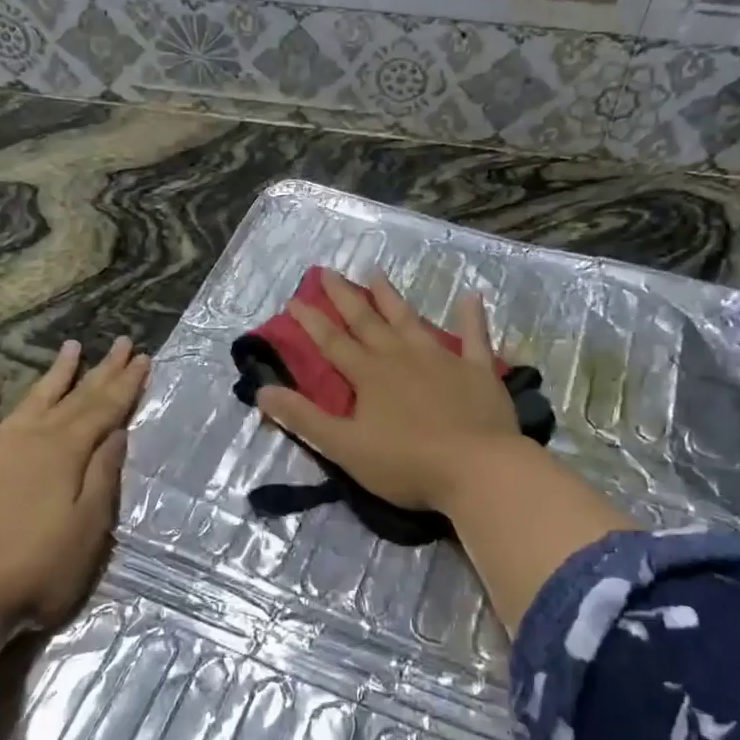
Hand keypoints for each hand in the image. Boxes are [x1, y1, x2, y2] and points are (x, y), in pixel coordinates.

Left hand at [0, 336, 149, 628]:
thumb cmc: (36, 570)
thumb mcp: (89, 528)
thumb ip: (103, 476)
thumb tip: (116, 433)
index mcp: (66, 452)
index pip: (105, 409)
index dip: (126, 384)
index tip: (143, 358)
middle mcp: (31, 439)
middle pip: (74, 398)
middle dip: (101, 371)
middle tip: (123, 343)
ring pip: (30, 401)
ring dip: (54, 375)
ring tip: (72, 347)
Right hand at [255, 270, 524, 513]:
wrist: (477, 469)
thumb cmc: (407, 463)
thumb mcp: (345, 447)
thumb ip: (304, 418)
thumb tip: (262, 391)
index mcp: (369, 375)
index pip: (332, 343)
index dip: (312, 321)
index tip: (294, 299)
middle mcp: (401, 357)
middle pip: (367, 321)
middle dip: (345, 297)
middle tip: (328, 271)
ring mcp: (442, 359)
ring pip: (410, 320)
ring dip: (392, 298)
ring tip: (377, 273)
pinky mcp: (477, 370)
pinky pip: (474, 337)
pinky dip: (472, 316)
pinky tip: (471, 295)